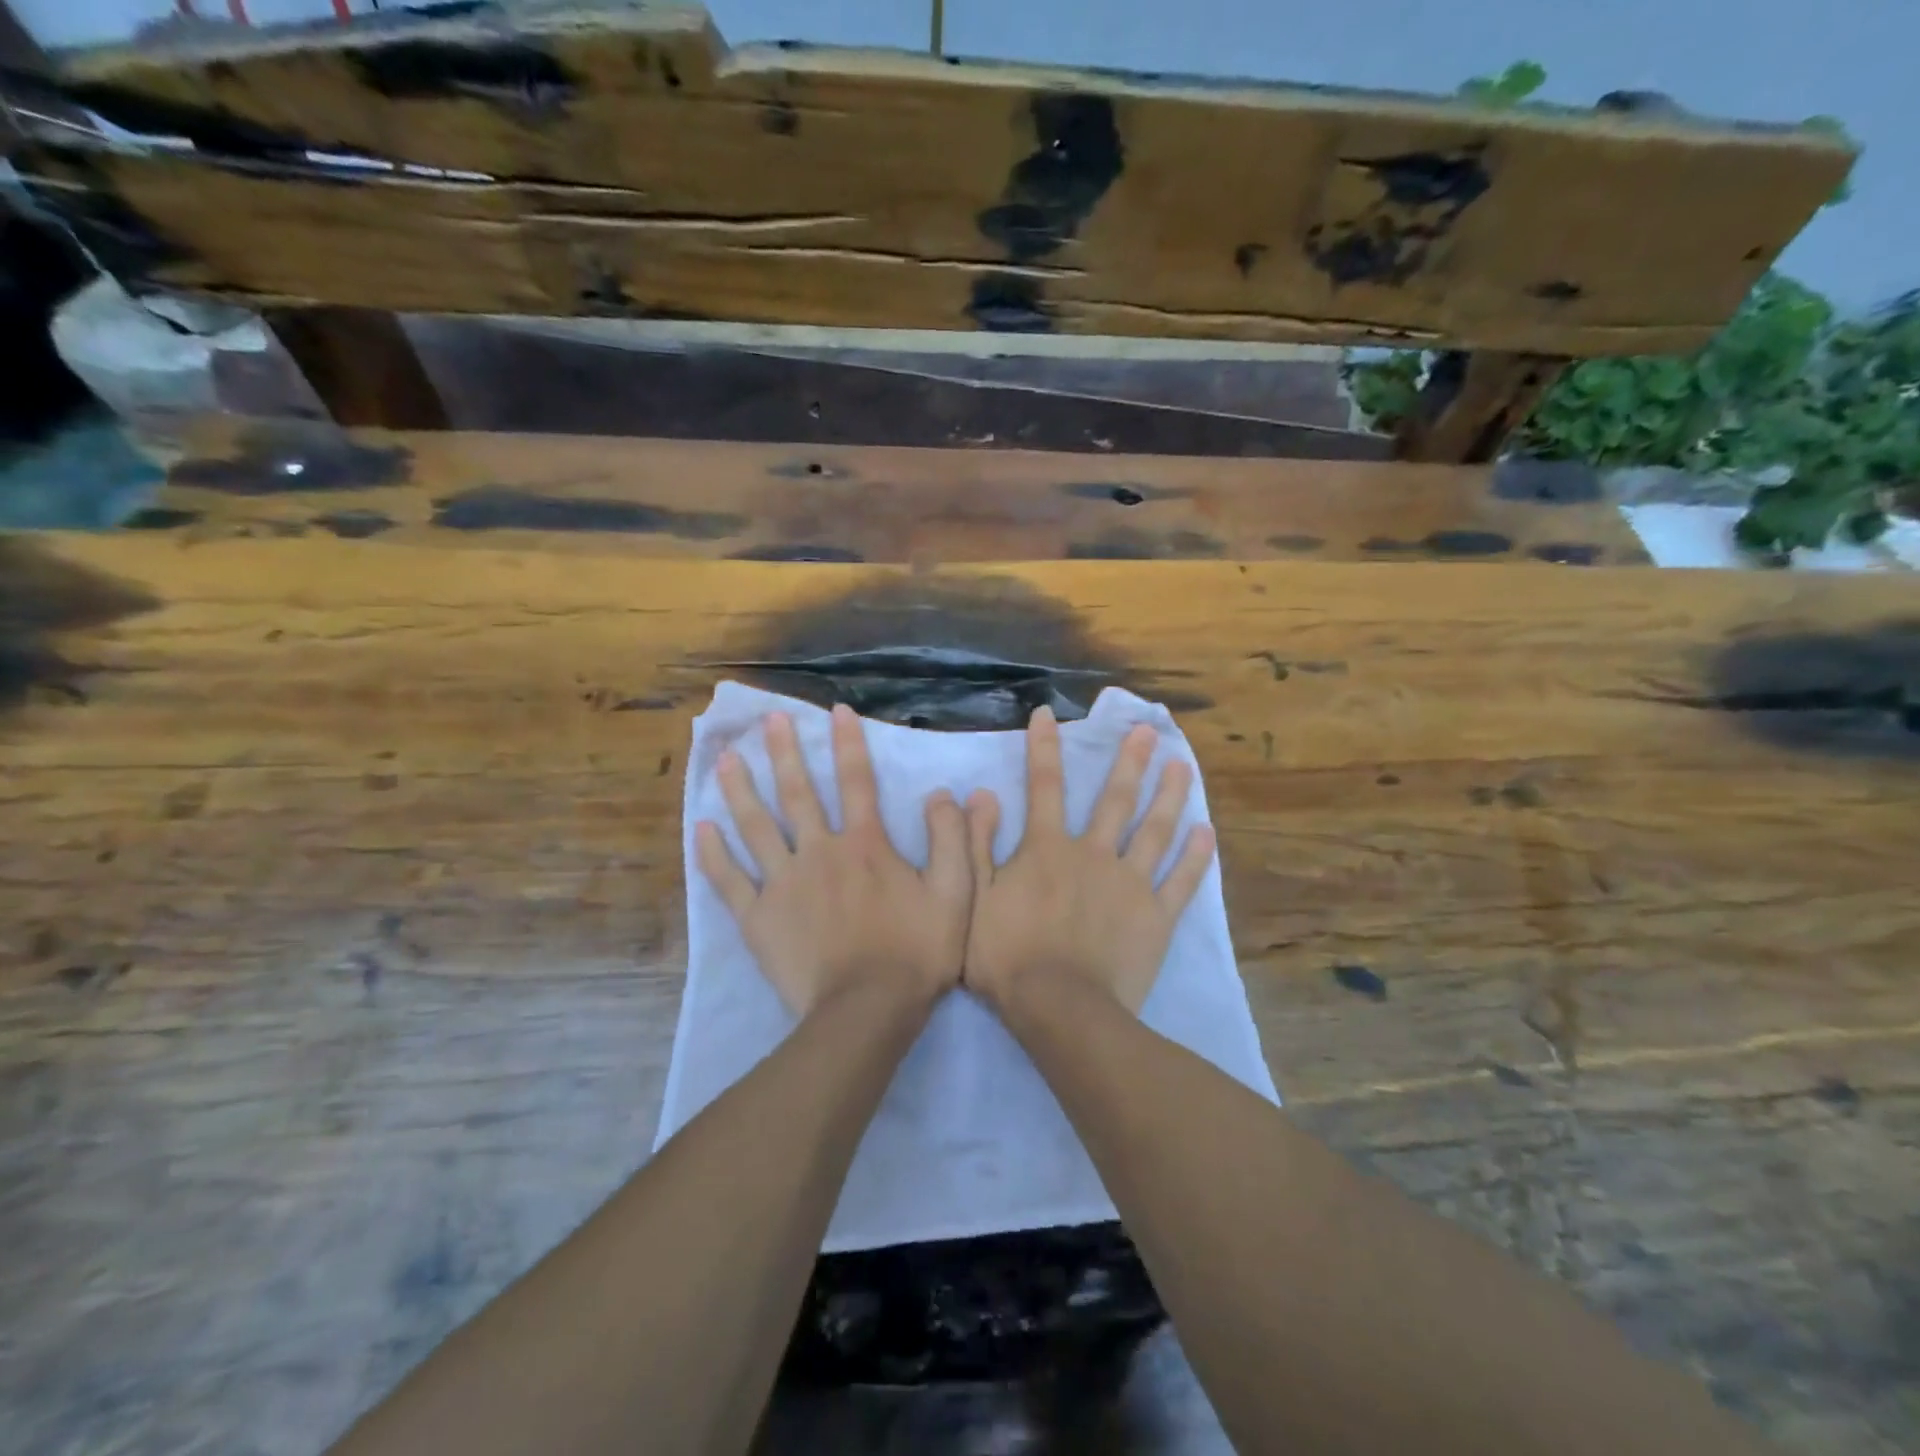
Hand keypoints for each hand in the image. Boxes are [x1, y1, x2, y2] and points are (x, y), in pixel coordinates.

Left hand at [696, 704, 971, 1016]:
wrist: (867, 1011)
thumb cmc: (916, 952)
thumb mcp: (955, 893)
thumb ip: (952, 839)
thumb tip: (943, 793)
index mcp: (865, 844)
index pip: (857, 781)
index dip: (847, 742)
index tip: (835, 710)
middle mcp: (819, 852)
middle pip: (797, 793)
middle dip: (783, 752)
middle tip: (767, 719)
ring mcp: (783, 884)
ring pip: (756, 827)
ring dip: (739, 790)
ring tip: (724, 758)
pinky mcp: (758, 919)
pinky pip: (730, 881)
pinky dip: (714, 855)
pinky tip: (701, 829)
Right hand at [964, 706, 1216, 1016]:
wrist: (1059, 1007)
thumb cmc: (1007, 955)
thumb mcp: (974, 898)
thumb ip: (976, 844)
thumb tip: (981, 794)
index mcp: (1047, 848)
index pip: (1043, 786)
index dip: (1043, 748)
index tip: (1046, 714)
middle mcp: (1093, 853)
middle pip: (1114, 799)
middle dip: (1129, 762)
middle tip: (1147, 732)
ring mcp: (1129, 883)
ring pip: (1154, 830)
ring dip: (1169, 796)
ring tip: (1183, 766)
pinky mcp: (1156, 916)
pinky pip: (1181, 881)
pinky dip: (1195, 857)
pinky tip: (1207, 832)